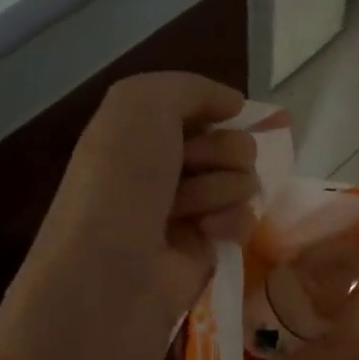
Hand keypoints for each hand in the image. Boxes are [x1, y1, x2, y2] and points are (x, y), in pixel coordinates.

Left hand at [0, 73, 256, 359]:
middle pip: (228, 141)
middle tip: (194, 168)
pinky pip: (243, 218)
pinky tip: (209, 234)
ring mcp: (186, 210)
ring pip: (241, 178)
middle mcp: (162, 169)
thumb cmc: (121, 182)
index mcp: (137, 134)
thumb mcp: (140, 104)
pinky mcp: (207, 248)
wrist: (115, 272)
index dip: (215, 109)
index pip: (200, 108)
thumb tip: (233, 104)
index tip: (223, 115)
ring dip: (222, 187)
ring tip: (191, 210)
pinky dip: (232, 221)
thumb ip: (190, 87)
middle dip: (220, 150)